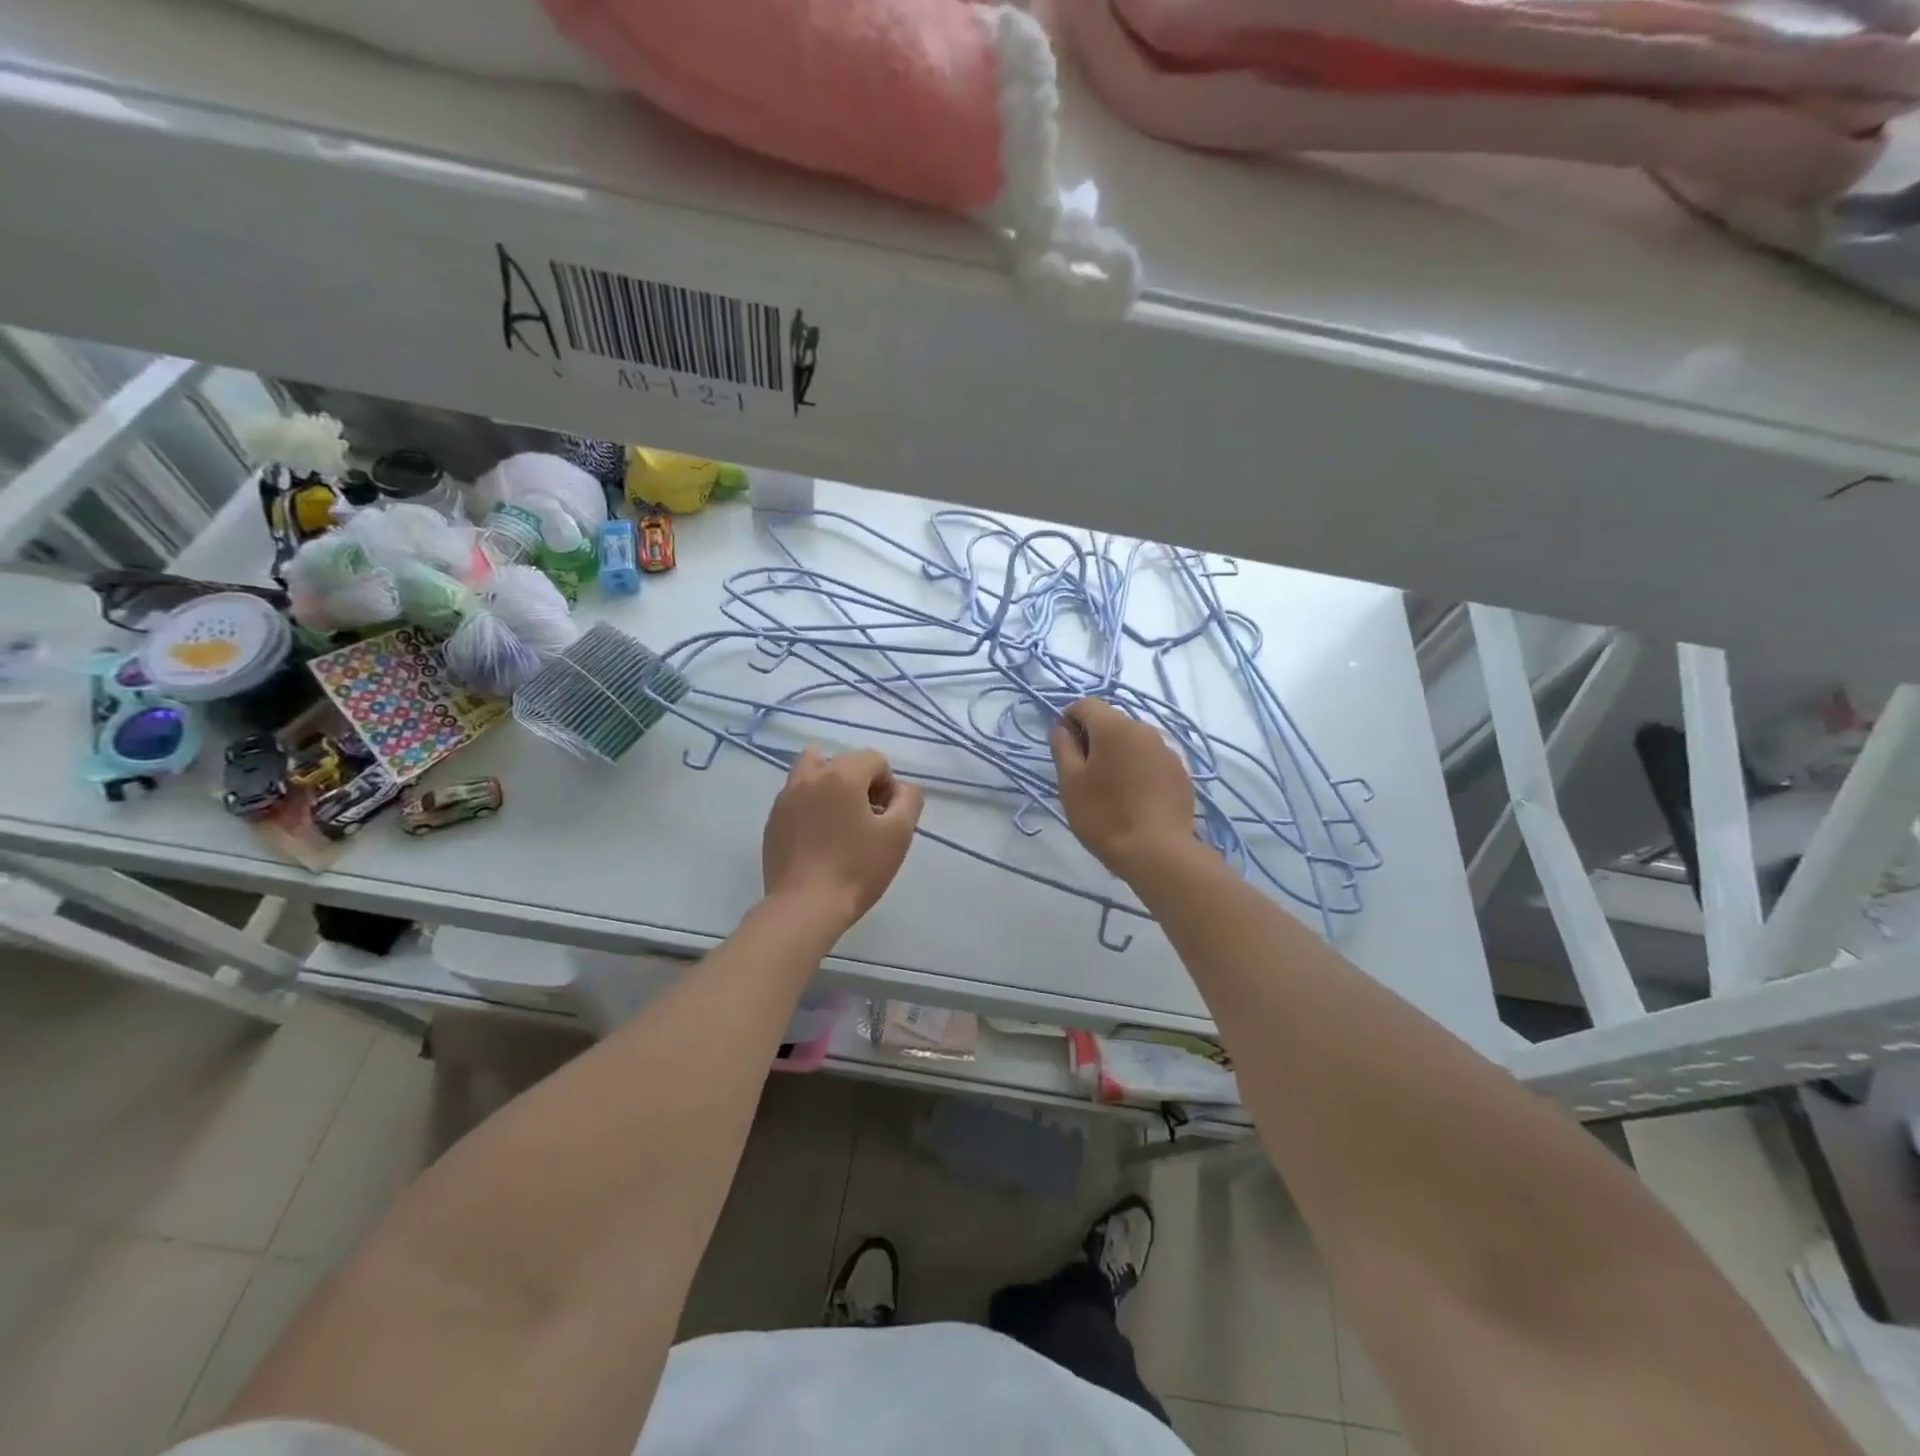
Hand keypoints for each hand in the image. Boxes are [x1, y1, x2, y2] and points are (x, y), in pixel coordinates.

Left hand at [762, 746, 923, 934]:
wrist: (804, 907)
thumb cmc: (856, 869)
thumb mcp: (898, 834)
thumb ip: (908, 800)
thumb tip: (901, 789)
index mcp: (841, 775)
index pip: (873, 759)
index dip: (888, 784)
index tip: (887, 816)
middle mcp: (809, 777)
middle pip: (841, 760)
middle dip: (860, 781)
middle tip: (868, 818)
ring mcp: (785, 799)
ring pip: (811, 772)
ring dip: (831, 786)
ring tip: (840, 821)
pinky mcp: (773, 822)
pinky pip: (796, 798)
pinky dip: (811, 806)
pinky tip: (820, 840)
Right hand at [1050, 698, 1195, 881]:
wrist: (1158, 852)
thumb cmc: (1104, 815)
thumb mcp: (1070, 782)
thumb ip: (1063, 746)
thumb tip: (1062, 727)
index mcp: (1114, 726)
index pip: (1085, 704)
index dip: (1068, 720)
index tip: (1063, 748)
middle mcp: (1144, 729)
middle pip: (1111, 721)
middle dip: (1094, 738)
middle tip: (1083, 773)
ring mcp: (1167, 750)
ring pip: (1133, 741)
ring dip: (1118, 754)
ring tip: (1110, 788)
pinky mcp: (1181, 772)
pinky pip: (1151, 759)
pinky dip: (1138, 768)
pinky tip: (1135, 798)